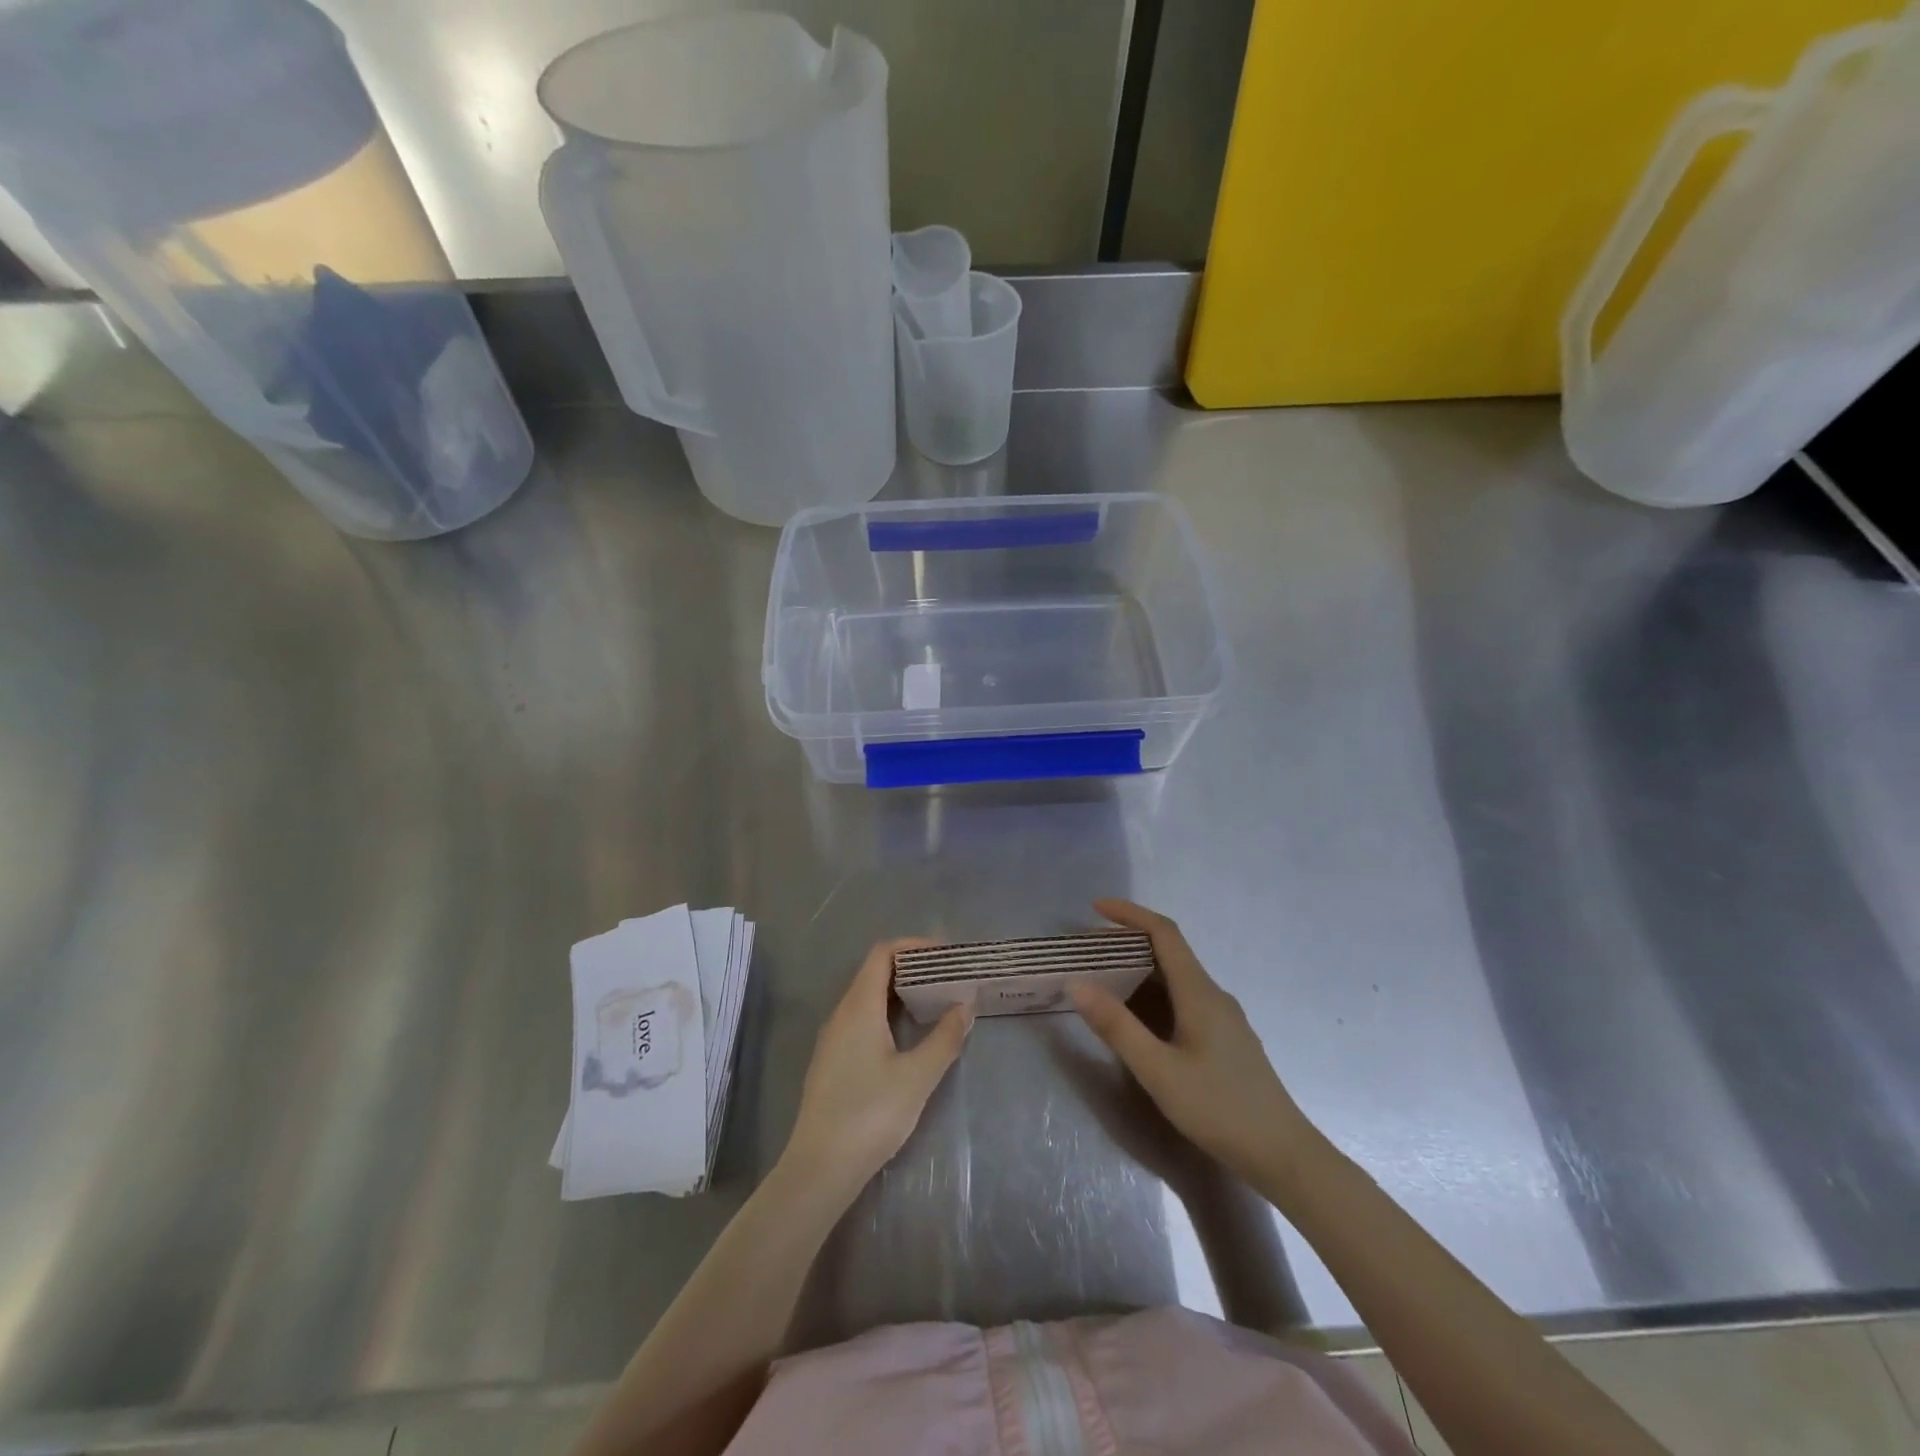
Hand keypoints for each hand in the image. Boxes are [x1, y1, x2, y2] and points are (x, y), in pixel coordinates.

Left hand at [781, 938, 972, 1199]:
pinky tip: (908, 1036)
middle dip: (912, 967)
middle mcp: (841, 1014)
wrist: (820, 1168)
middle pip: (875, 972)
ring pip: (868, 997)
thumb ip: (945, 1037)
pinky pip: (862, 1019)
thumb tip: (965, 1004)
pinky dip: (888, 1013)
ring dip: (900, 992)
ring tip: (935, 1002)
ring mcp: (833, 1038)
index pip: (883, 953)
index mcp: (859, 1007)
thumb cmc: (870, 1114)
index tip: (945, 954)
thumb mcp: (917, 1076)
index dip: (914, 946)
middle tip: (947, 977)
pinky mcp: (832, 1061)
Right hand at [1071, 900, 1314, 1187]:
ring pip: (1176, 978)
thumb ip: (1117, 1026)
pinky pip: (1183, 1000)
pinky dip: (1154, 995)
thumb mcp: (1158, 1070)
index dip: (1130, 914)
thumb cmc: (1219, 1109)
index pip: (1164, 933)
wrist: (1284, 1156)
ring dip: (1140, 971)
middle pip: (1169, 952)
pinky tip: (1138, 1021)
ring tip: (1103, 981)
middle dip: (1128, 943)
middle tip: (1088, 951)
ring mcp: (1223, 1018)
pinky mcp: (1225, 1040)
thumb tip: (1077, 983)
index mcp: (1199, 992)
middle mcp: (1213, 995)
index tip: (1095, 907)